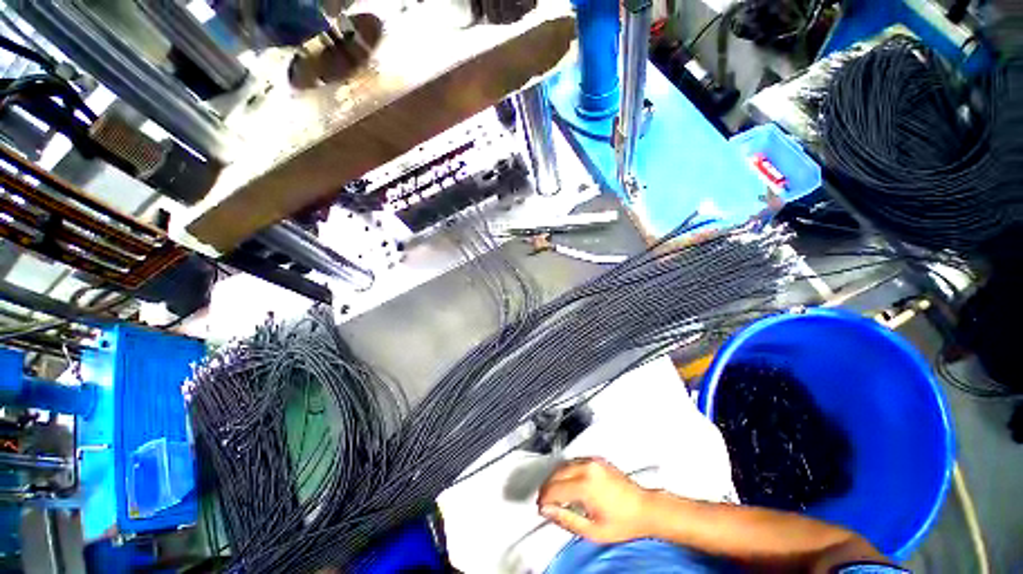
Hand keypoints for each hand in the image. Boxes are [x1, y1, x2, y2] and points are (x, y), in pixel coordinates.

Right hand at [536, 457, 654, 543]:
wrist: (644, 508)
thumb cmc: (624, 522)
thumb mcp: (592, 531)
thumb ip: (566, 520)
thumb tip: (548, 511)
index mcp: (585, 485)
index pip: (555, 488)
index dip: (544, 499)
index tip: (541, 507)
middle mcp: (587, 468)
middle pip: (557, 473)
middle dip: (547, 487)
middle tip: (544, 501)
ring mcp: (592, 461)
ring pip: (564, 465)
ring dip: (555, 478)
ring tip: (554, 493)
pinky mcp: (597, 459)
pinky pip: (574, 462)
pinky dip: (566, 471)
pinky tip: (567, 483)